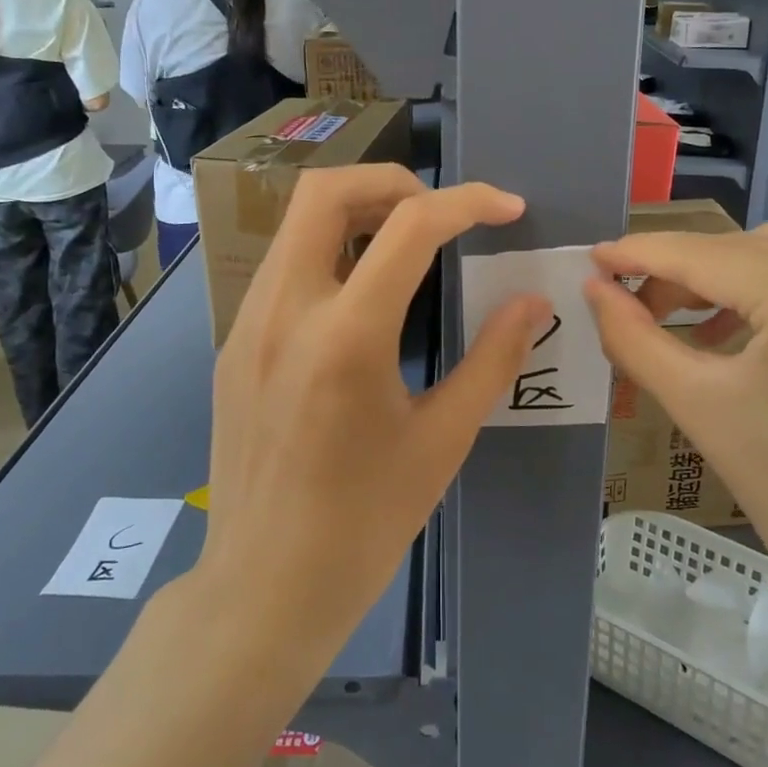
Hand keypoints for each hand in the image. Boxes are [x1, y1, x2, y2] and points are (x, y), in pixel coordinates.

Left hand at [198, 164, 551, 654]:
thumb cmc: (365, 523)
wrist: (264, 585)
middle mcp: (285, 311)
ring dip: (357, 213)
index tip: (507, 208)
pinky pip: (284, 267)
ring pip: (297, 224)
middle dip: (393, 181)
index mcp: (346, 337)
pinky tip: (362, 298)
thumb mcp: (443, 440)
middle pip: (326, 191)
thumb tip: (533, 303)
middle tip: (441, 213)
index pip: (410, 226)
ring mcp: (248, 323)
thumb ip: (493, 359)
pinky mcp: (234, 343)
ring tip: (409, 247)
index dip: (469, 202)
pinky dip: (330, 253)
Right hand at [583, 216, 767, 667]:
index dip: (643, 253)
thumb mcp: (699, 408)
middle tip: (636, 304)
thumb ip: (634, 338)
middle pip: (747, 245)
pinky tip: (748, 322)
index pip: (708, 256)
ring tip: (691, 316)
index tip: (595, 257)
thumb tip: (594, 289)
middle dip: (684, 269)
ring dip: (731, 271)